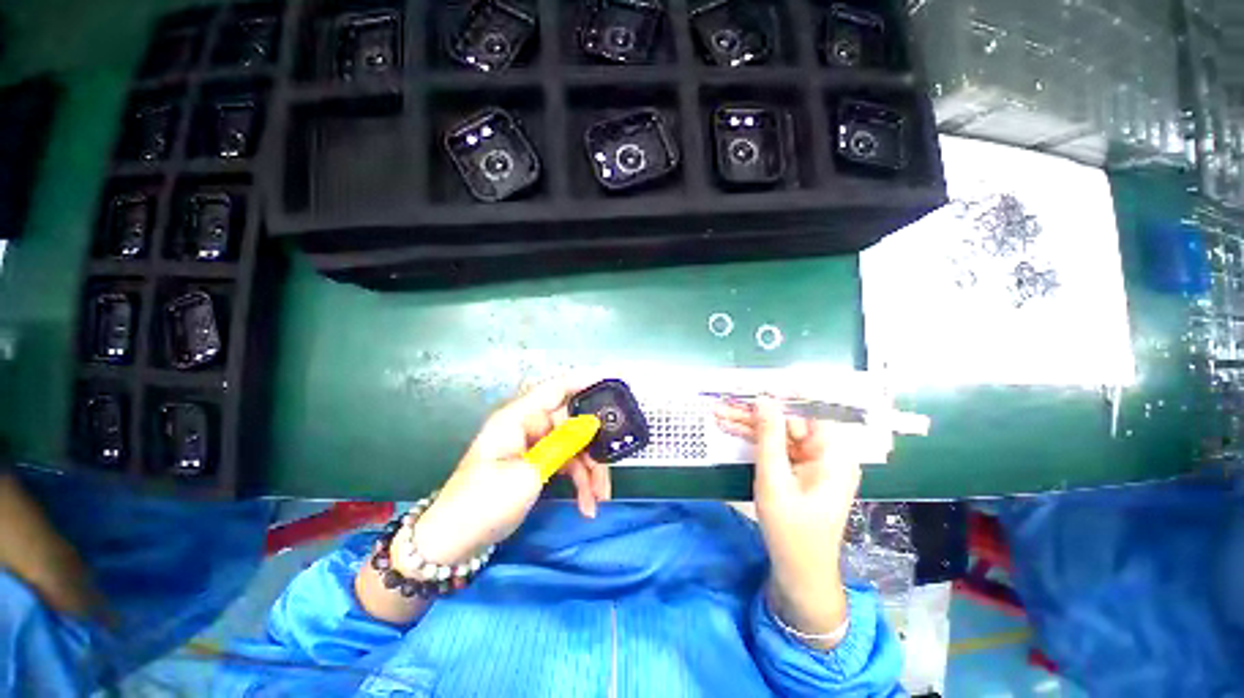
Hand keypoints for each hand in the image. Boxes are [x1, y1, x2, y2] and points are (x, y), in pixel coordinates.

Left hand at [410, 375, 610, 568]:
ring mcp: (532, 446)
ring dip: (589, 471)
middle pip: (571, 423)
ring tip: (599, 498)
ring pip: (572, 447)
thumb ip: (564, 444)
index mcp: (518, 418)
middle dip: (593, 446)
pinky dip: (578, 482)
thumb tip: (593, 423)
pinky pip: (565, 464)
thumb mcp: (529, 473)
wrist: (453, 545)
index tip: (613, 381)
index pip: (555, 389)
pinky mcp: (535, 465)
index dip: (584, 381)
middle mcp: (527, 426)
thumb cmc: (485, 502)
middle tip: (611, 466)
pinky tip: (588, 504)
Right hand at [715, 396, 860, 646]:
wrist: (799, 572)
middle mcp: (827, 452)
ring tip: (719, 413)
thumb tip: (764, 400)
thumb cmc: (791, 530)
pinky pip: (777, 446)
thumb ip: (769, 437)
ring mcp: (812, 460)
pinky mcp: (799, 468)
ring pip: (779, 431)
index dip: (784, 393)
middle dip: (755, 412)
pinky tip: (730, 428)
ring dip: (749, 424)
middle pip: (789, 420)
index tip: (755, 383)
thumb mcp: (774, 480)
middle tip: (724, 402)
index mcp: (834, 454)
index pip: (811, 410)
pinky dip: (755, 439)